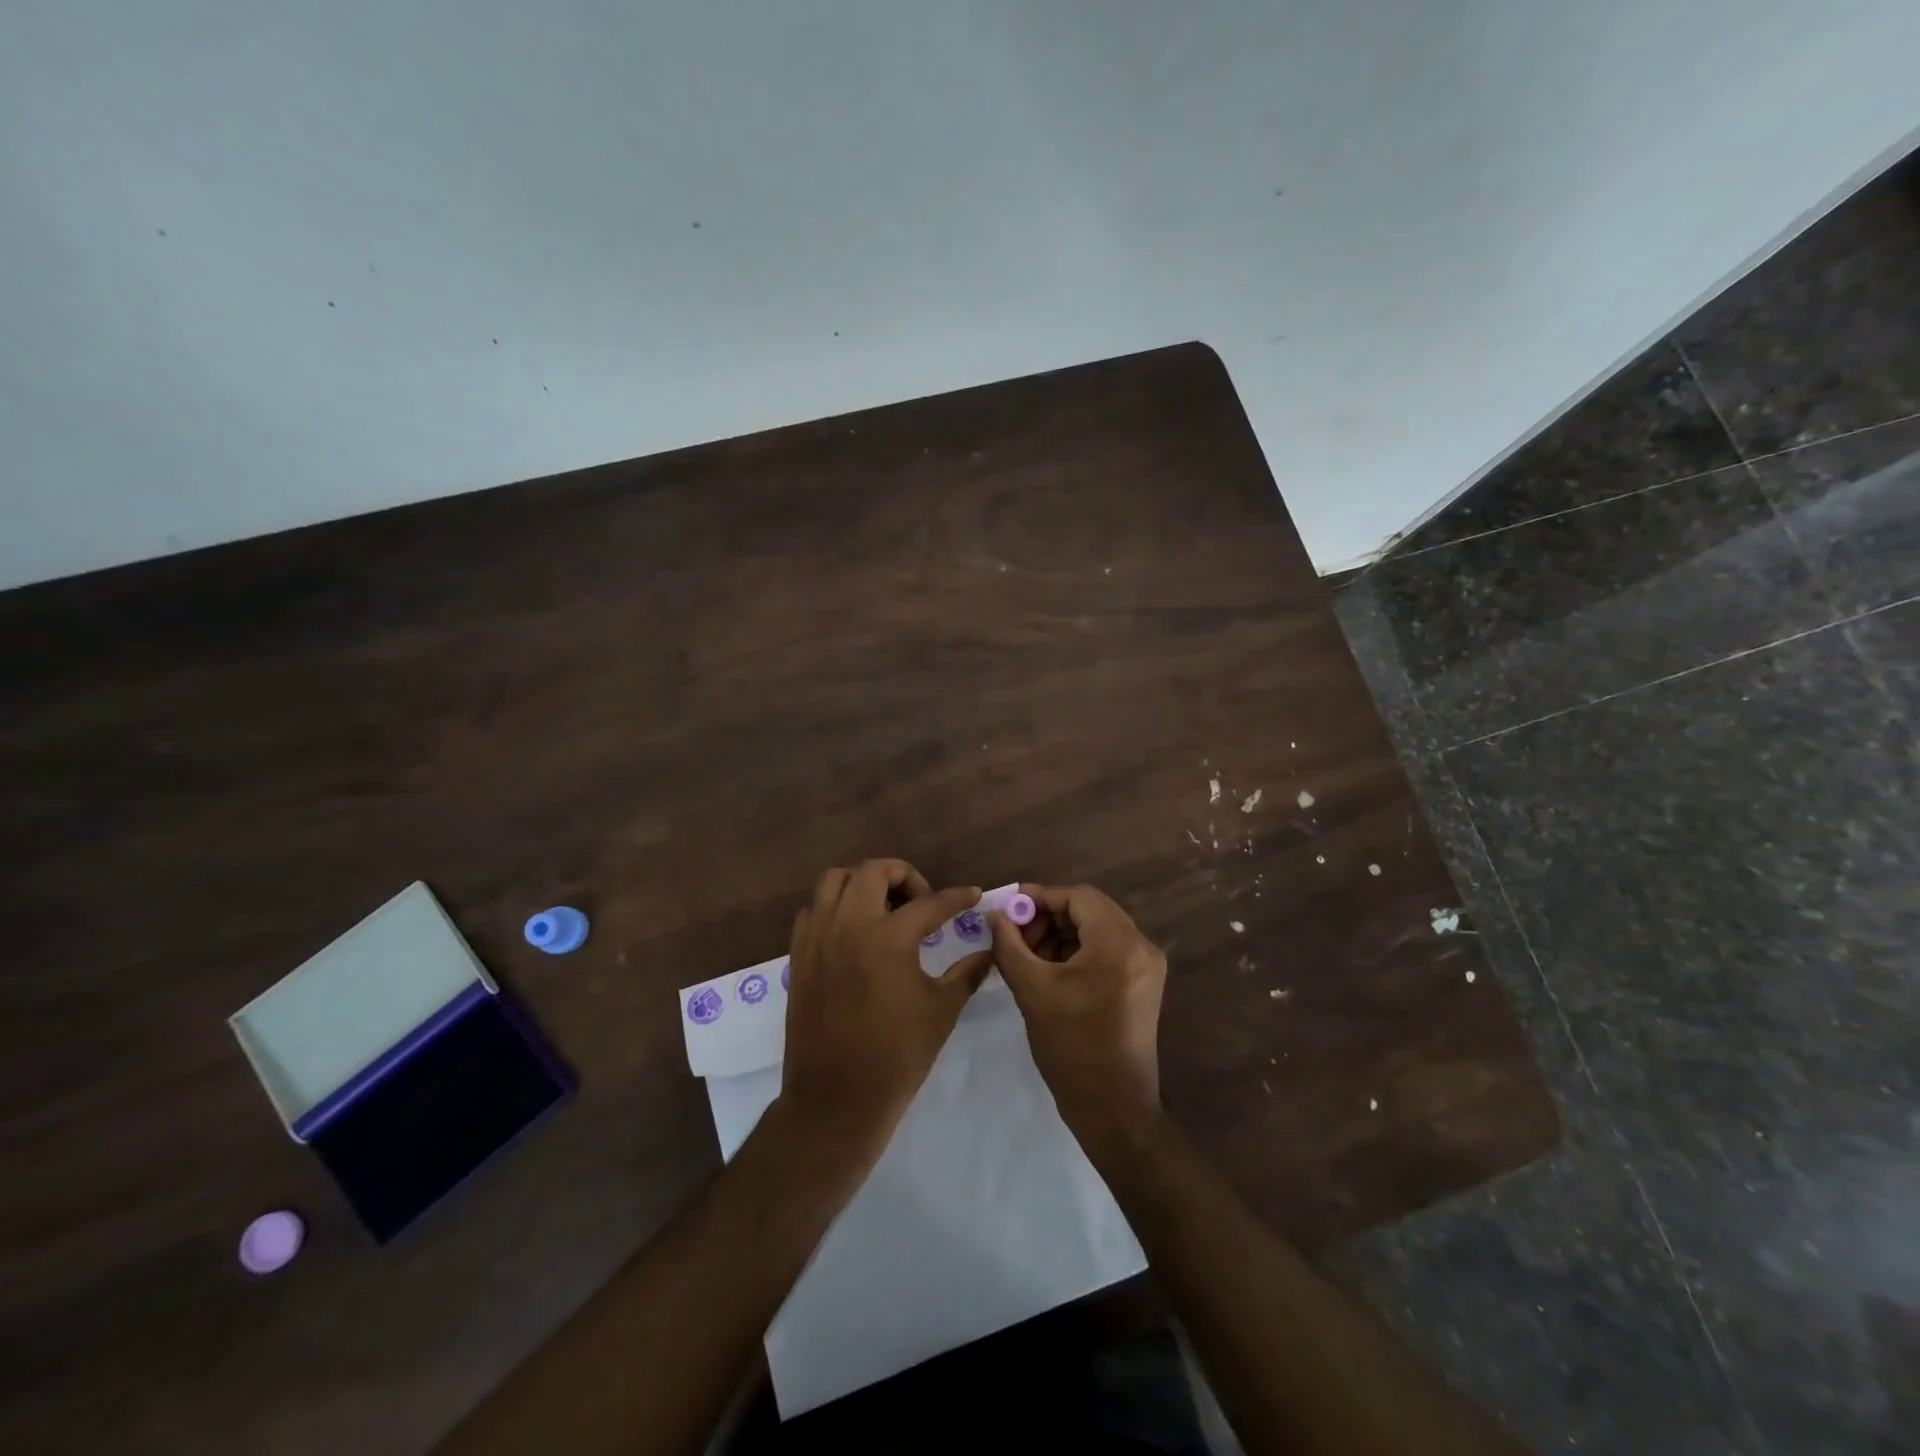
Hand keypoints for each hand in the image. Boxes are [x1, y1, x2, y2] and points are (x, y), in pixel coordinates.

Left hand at [780, 859, 993, 1148]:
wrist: (836, 1098)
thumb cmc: (897, 1056)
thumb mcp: (941, 1011)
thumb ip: (967, 973)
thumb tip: (989, 952)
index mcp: (888, 938)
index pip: (929, 903)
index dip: (956, 898)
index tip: (973, 895)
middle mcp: (848, 925)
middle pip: (874, 871)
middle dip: (904, 876)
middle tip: (922, 901)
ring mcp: (818, 937)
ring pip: (835, 881)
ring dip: (864, 882)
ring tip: (885, 907)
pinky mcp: (799, 954)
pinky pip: (814, 909)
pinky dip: (835, 907)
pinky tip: (854, 931)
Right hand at [989, 883, 1167, 1158]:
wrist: (1114, 1111)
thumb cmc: (1072, 1048)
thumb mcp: (1032, 990)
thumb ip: (1009, 945)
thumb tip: (995, 914)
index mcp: (1119, 943)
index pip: (1078, 897)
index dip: (1040, 897)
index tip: (1008, 908)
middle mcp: (1141, 946)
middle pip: (1090, 910)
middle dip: (1049, 916)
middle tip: (1015, 934)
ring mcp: (1146, 966)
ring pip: (1098, 929)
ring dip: (1062, 934)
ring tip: (1028, 954)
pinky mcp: (1143, 985)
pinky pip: (1107, 950)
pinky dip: (1078, 951)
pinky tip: (1050, 969)